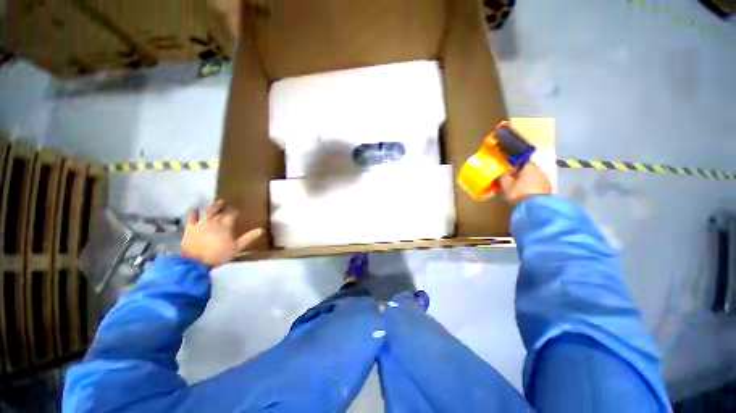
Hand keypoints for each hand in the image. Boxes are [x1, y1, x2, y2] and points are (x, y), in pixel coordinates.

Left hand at [181, 200, 263, 266]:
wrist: (195, 261)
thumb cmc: (219, 254)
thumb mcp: (237, 247)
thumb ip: (248, 238)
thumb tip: (261, 230)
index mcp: (225, 225)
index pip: (232, 214)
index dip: (235, 211)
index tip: (238, 209)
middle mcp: (214, 221)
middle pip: (220, 212)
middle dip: (224, 207)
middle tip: (227, 203)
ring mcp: (201, 224)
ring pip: (208, 212)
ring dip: (213, 206)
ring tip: (217, 202)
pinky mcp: (190, 228)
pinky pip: (192, 218)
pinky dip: (193, 213)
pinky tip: (195, 209)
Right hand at [498, 162, 551, 206]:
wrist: (536, 208)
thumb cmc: (518, 193)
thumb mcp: (505, 185)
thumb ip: (503, 176)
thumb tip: (503, 171)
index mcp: (529, 166)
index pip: (521, 162)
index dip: (513, 167)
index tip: (506, 173)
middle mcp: (540, 170)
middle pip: (528, 170)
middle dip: (519, 175)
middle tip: (510, 182)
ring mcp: (546, 180)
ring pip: (533, 178)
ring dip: (526, 182)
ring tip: (518, 190)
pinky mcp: (549, 190)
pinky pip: (537, 185)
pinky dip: (531, 188)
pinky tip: (526, 194)